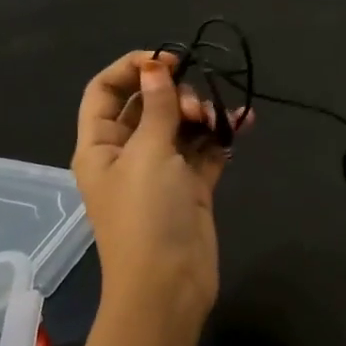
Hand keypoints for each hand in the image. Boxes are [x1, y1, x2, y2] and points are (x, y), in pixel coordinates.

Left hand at [72, 52, 244, 321]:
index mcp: (101, 145)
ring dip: (202, 113)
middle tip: (195, 108)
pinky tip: (245, 122)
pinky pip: (206, 149)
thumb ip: (157, 106)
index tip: (169, 59)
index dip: (132, 68)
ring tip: (220, 119)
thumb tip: (155, 65)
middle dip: (175, 94)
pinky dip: (222, 135)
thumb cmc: (146, 216)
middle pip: (149, 104)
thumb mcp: (149, 154)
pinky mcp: (191, 186)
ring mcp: (162, 171)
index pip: (106, 91)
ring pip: (181, 125)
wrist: (169, 286)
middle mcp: (128, 154)